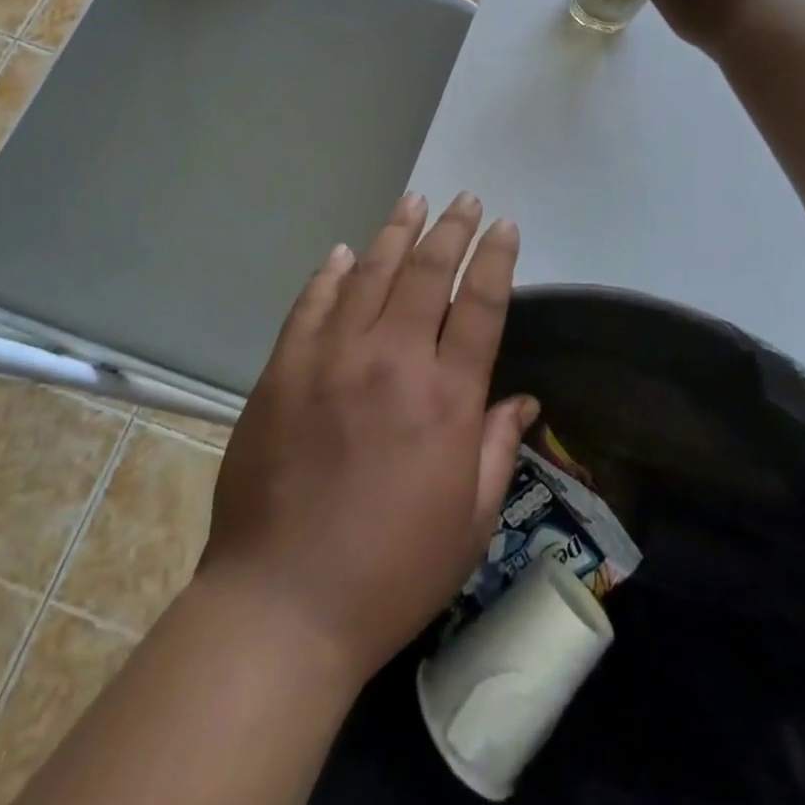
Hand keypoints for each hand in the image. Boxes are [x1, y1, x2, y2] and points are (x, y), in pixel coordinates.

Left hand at [197, 192, 538, 683]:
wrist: (283, 604)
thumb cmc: (391, 572)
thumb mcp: (469, 523)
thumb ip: (496, 449)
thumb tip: (521, 400)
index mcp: (446, 398)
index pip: (482, 305)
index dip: (497, 259)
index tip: (504, 227)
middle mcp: (393, 360)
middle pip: (428, 273)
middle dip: (451, 229)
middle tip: (465, 200)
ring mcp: (332, 359)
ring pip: (371, 275)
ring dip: (396, 233)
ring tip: (413, 201)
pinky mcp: (284, 370)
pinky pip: (312, 305)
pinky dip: (331, 274)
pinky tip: (345, 253)